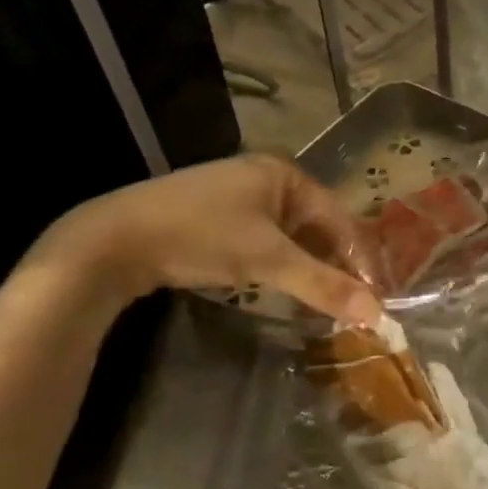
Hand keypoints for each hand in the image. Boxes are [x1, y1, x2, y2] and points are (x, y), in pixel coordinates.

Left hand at [37, 154, 381, 323]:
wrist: (111, 240)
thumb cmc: (200, 236)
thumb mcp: (268, 260)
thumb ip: (323, 285)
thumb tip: (377, 314)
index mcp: (285, 174)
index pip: (339, 218)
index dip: (360, 258)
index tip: (376, 295)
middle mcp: (266, 178)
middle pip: (317, 226)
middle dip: (335, 265)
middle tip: (353, 302)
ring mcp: (238, 197)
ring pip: (291, 237)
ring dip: (309, 268)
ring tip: (324, 302)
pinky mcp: (215, 219)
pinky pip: (264, 242)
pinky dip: (280, 266)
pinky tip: (285, 289)